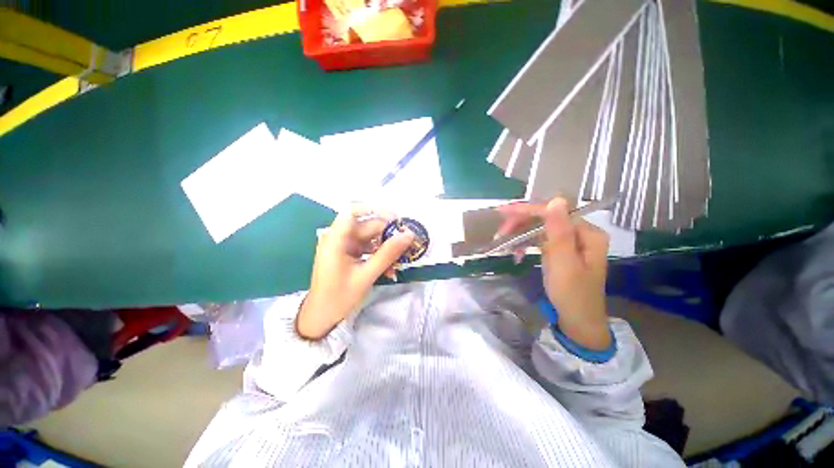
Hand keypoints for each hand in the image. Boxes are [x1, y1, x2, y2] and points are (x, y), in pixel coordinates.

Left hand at [296, 205, 414, 339]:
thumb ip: (388, 253)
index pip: (353, 211)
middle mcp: (340, 238)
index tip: (395, 218)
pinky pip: (368, 249)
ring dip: (385, 247)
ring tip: (400, 259)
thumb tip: (409, 235)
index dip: (374, 209)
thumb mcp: (367, 275)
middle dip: (387, 234)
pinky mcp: (349, 255)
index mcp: (336, 239)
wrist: (322, 317)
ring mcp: (344, 247)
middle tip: (407, 243)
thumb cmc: (339, 296)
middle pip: (367, 226)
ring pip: (370, 238)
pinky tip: (389, 268)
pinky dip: (379, 255)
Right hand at [498, 197, 610, 349]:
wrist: (578, 321)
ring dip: (520, 233)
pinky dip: (526, 243)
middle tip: (500, 233)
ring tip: (503, 242)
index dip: (527, 211)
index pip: (553, 213)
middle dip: (521, 223)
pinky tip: (516, 251)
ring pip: (541, 228)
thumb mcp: (563, 263)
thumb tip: (557, 200)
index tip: (503, 212)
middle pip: (546, 219)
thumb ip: (559, 232)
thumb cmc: (571, 294)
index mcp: (588, 233)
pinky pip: (541, 239)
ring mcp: (571, 242)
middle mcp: (581, 233)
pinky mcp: (561, 251)